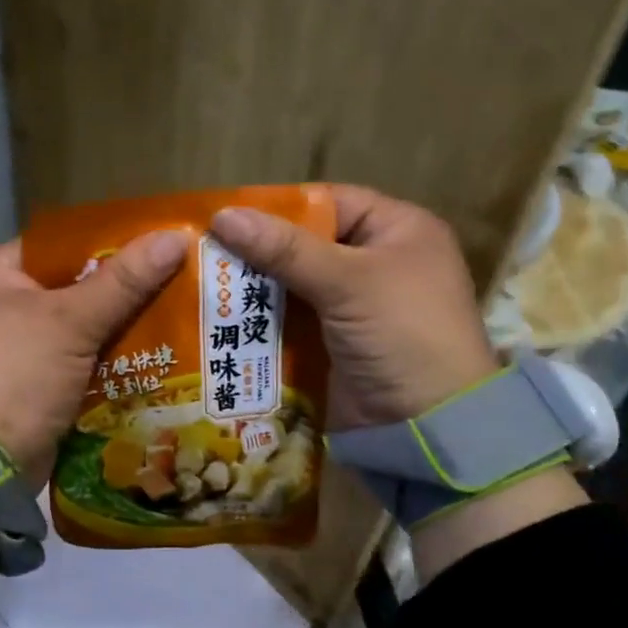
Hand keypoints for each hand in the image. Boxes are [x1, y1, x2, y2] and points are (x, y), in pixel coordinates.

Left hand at [0, 229, 189, 479]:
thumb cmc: (16, 375)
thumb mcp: (71, 321)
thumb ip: (124, 281)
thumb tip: (177, 235)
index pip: (63, 244)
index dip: (114, 244)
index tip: (163, 246)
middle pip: (74, 286)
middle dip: (124, 291)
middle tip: (181, 283)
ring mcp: (12, 347)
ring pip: (79, 326)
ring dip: (120, 329)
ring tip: (178, 317)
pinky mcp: (28, 383)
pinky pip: (76, 360)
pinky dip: (107, 361)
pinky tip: (153, 357)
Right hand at [209, 185, 498, 430]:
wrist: (427, 423)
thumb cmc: (401, 332)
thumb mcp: (348, 281)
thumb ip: (285, 249)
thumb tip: (222, 215)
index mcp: (396, 230)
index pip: (328, 204)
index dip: (279, 208)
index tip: (226, 216)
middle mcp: (375, 263)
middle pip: (304, 246)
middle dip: (257, 252)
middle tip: (201, 253)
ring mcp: (352, 308)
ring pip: (291, 287)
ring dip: (252, 290)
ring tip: (200, 285)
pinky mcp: (332, 345)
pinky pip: (289, 323)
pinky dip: (260, 322)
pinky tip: (219, 319)